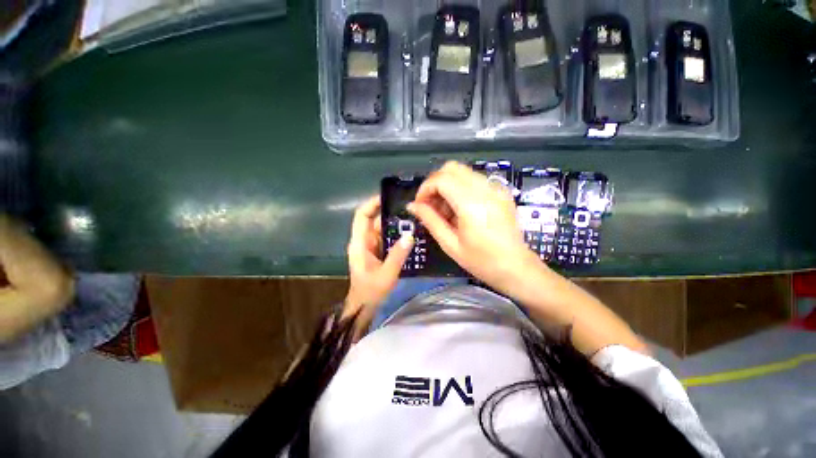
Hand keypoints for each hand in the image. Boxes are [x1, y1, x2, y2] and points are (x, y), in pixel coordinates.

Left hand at [344, 195, 413, 319]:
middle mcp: (364, 240)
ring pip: (383, 229)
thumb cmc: (370, 292)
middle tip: (410, 209)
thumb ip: (397, 255)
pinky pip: (388, 238)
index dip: (373, 203)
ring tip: (415, 220)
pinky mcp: (378, 252)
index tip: (390, 197)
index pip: (362, 215)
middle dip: (391, 213)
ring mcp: (371, 246)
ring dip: (396, 225)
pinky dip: (397, 235)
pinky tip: (411, 235)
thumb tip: (410, 235)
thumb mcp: (386, 275)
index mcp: (360, 243)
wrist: (363, 307)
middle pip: (375, 220)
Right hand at [408, 161, 541, 290]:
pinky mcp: (501, 192)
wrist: (517, 268)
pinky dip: (460, 188)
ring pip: (462, 172)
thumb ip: (430, 220)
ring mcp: (496, 188)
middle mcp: (486, 189)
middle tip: (430, 205)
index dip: (425, 189)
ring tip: (445, 211)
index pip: (441, 179)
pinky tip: (460, 209)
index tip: (419, 205)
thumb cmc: (482, 261)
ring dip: (447, 185)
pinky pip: (474, 180)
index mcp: (472, 204)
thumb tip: (412, 206)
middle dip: (435, 183)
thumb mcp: (450, 244)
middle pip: (451, 168)